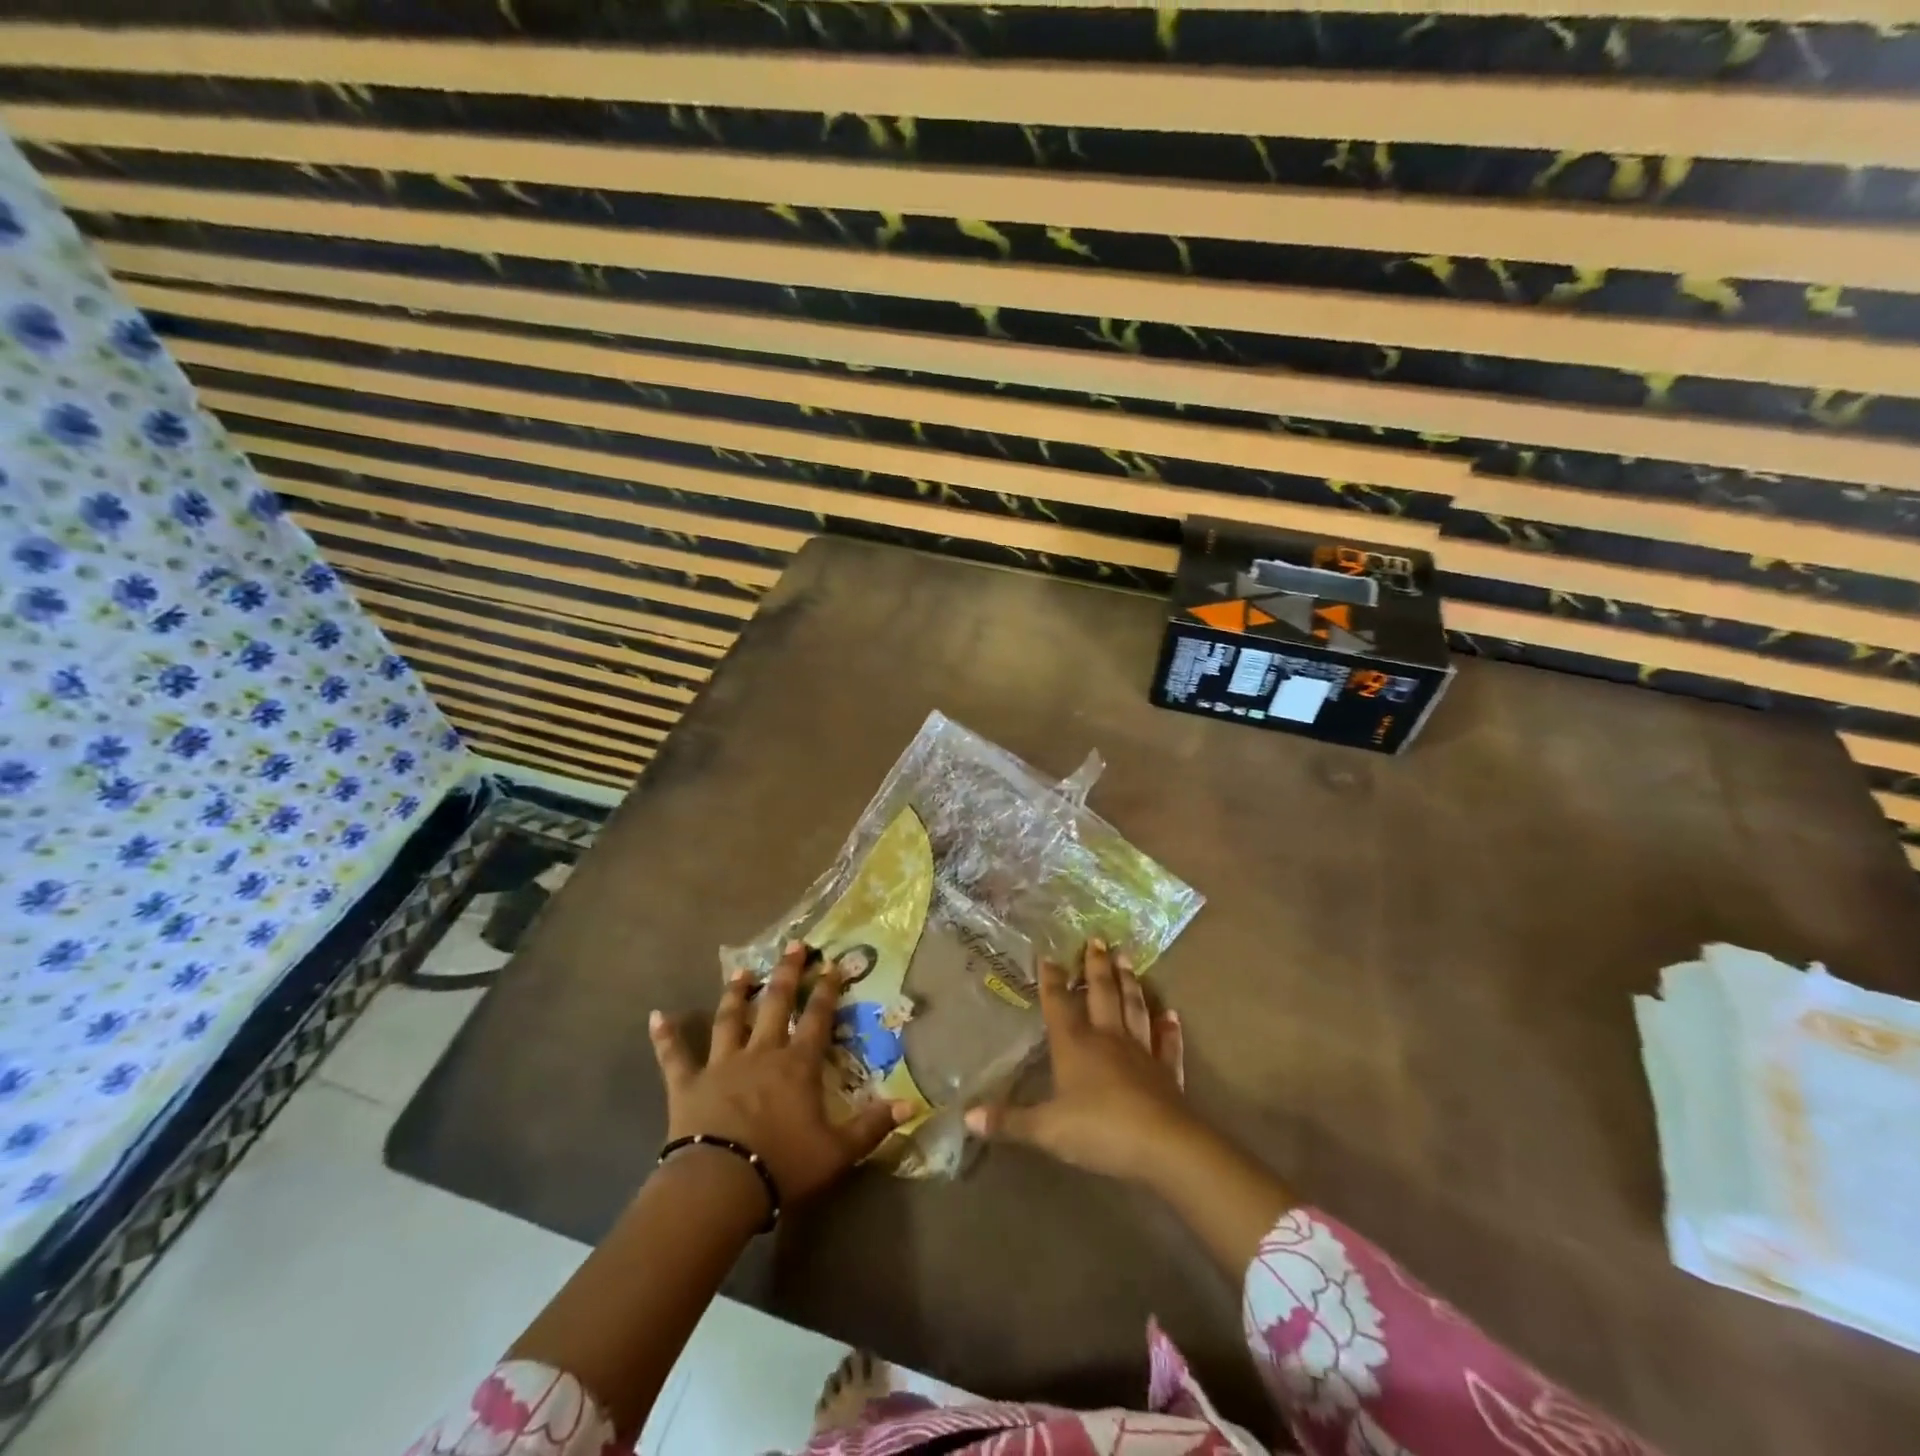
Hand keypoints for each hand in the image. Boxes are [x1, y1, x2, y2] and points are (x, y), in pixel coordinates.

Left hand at [648, 941, 911, 1205]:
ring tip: (742, 970)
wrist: (721, 1186)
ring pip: (729, 1019)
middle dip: (787, 973)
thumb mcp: (838, 1151)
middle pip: (775, 1004)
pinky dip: (665, 1036)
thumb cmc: (783, 1166)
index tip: (833, 965)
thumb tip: (912, 1104)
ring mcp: (722, 1065)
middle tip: (794, 945)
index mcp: (797, 1065)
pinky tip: (656, 1016)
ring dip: (735, 993)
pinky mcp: (688, 1084)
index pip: (817, 1018)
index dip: (827, 990)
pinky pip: (674, 1056)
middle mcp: (761, 1053)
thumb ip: (874, 1125)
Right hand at [965, 939, 1201, 1183]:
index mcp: (1075, 1045)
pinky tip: (1171, 1014)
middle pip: (1101, 994)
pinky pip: (1167, 1044)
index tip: (1048, 955)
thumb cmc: (1098, 1130)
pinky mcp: (1166, 1072)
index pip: (1059, 1005)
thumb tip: (967, 1116)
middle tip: (1098, 939)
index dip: (1052, 981)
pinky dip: (1169, 1029)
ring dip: (1130, 983)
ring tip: (1127, 958)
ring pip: (1133, 1008)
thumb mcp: (1046, 1130)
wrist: (1162, 1145)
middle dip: (1096, 966)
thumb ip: (1009, 1121)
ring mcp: (1141, 1052)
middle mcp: (1108, 1038)